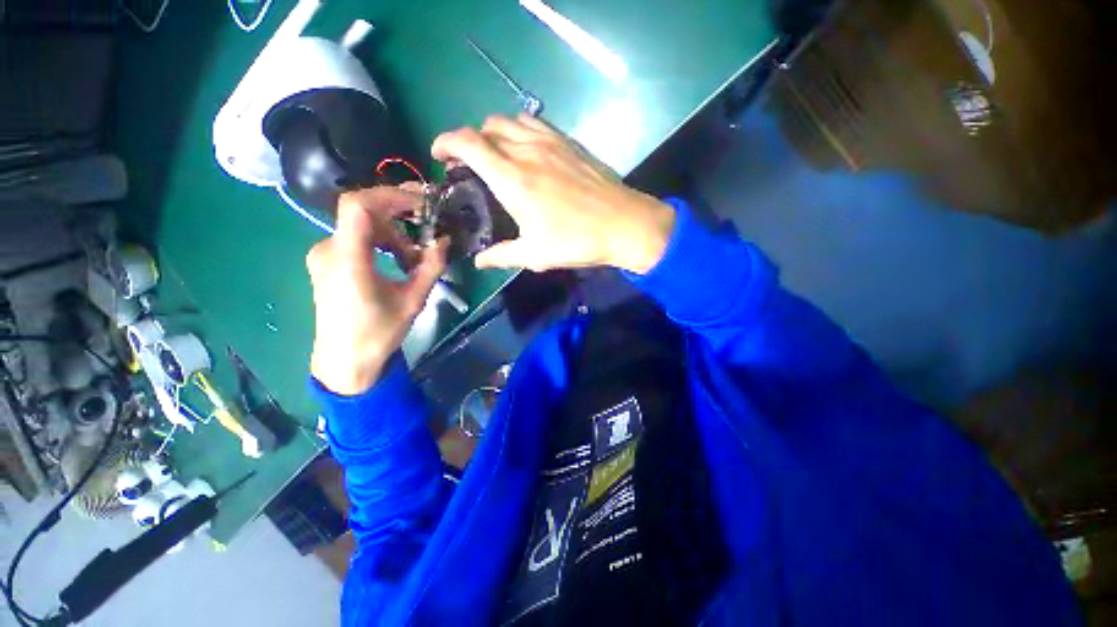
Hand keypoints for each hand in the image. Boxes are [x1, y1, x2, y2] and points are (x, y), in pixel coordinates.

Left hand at [306, 187, 448, 394]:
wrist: (345, 361)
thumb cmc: (378, 334)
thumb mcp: (413, 300)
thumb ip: (431, 267)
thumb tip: (444, 239)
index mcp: (347, 260)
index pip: (359, 206)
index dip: (391, 195)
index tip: (422, 202)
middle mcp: (328, 249)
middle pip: (365, 213)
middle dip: (400, 218)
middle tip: (427, 232)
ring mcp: (325, 255)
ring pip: (363, 226)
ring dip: (394, 234)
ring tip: (414, 259)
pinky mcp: (328, 262)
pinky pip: (357, 239)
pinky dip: (382, 242)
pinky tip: (397, 262)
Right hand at [431, 115, 675, 273]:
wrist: (624, 225)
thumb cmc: (577, 241)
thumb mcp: (535, 255)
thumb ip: (501, 255)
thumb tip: (479, 261)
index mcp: (513, 179)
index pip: (467, 143)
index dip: (445, 142)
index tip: (439, 155)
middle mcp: (527, 151)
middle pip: (486, 127)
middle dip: (470, 141)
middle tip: (470, 165)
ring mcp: (551, 142)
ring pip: (510, 121)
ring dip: (494, 133)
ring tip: (496, 156)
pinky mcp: (569, 143)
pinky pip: (535, 124)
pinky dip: (520, 130)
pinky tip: (526, 151)